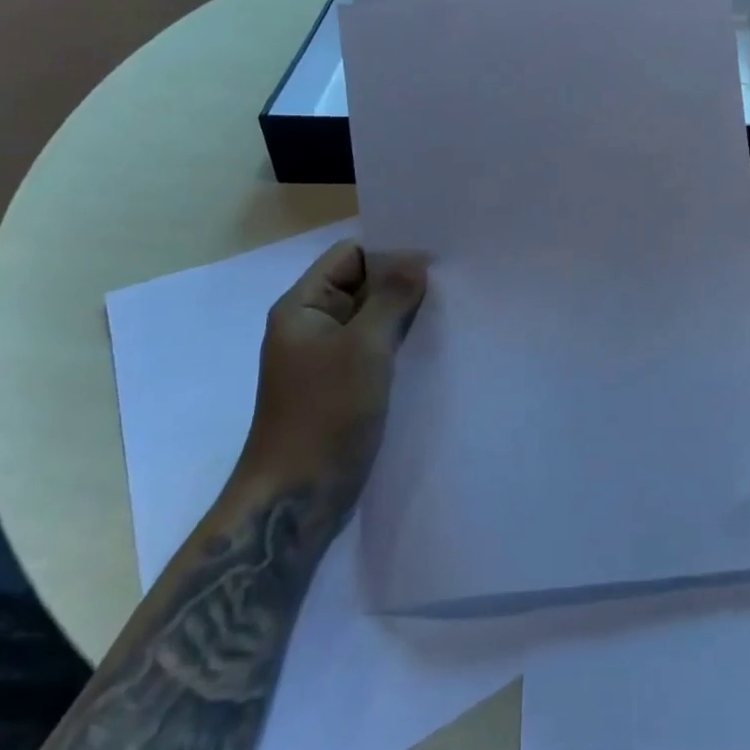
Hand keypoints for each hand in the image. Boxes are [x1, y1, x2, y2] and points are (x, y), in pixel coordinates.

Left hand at [239, 239, 427, 494]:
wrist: (296, 497)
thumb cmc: (325, 413)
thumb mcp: (364, 346)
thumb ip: (392, 298)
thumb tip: (416, 260)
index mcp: (303, 307)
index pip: (350, 256)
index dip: (390, 251)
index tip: (435, 257)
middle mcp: (312, 326)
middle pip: (362, 285)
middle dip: (402, 282)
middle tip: (453, 281)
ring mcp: (327, 358)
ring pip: (372, 319)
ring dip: (404, 314)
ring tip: (450, 309)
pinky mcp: (343, 386)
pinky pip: (375, 349)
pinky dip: (400, 343)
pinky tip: (433, 344)